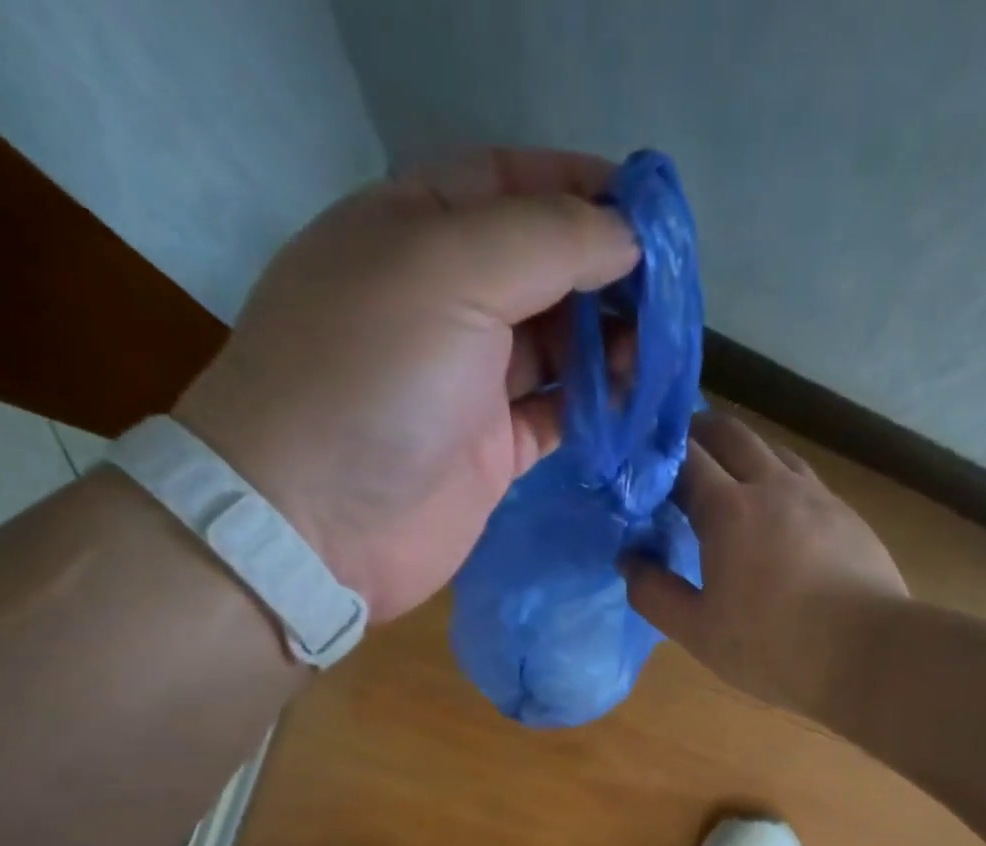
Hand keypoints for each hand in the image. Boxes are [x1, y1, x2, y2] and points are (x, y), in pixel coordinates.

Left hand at [173, 149, 638, 622]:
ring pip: (558, 346)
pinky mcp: (490, 451)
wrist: (315, 522)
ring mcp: (468, 382)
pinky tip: (635, 402)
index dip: (584, 189)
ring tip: (660, 352)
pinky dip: (597, 407)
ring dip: (611, 343)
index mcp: (416, 230)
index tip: (654, 215)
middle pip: (544, 268)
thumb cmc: (371, 377)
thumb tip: (627, 236)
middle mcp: (443, 301)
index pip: (512, 183)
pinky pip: (557, 415)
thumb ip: (548, 241)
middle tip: (671, 295)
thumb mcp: (450, 271)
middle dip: (608, 273)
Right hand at [623, 413, 908, 713]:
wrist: (868, 654)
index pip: (685, 457)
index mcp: (729, 510)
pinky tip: (778, 514)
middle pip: (731, 434)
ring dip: (742, 453)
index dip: (659, 453)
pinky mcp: (847, 516)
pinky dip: (777, 480)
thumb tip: (629, 560)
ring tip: (727, 480)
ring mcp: (817, 497)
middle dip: (699, 434)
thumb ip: (654, 594)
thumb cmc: (772, 647)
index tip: (642, 463)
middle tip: (678, 455)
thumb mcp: (698, 631)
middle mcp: (773, 487)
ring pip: (772, 451)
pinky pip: (803, 479)